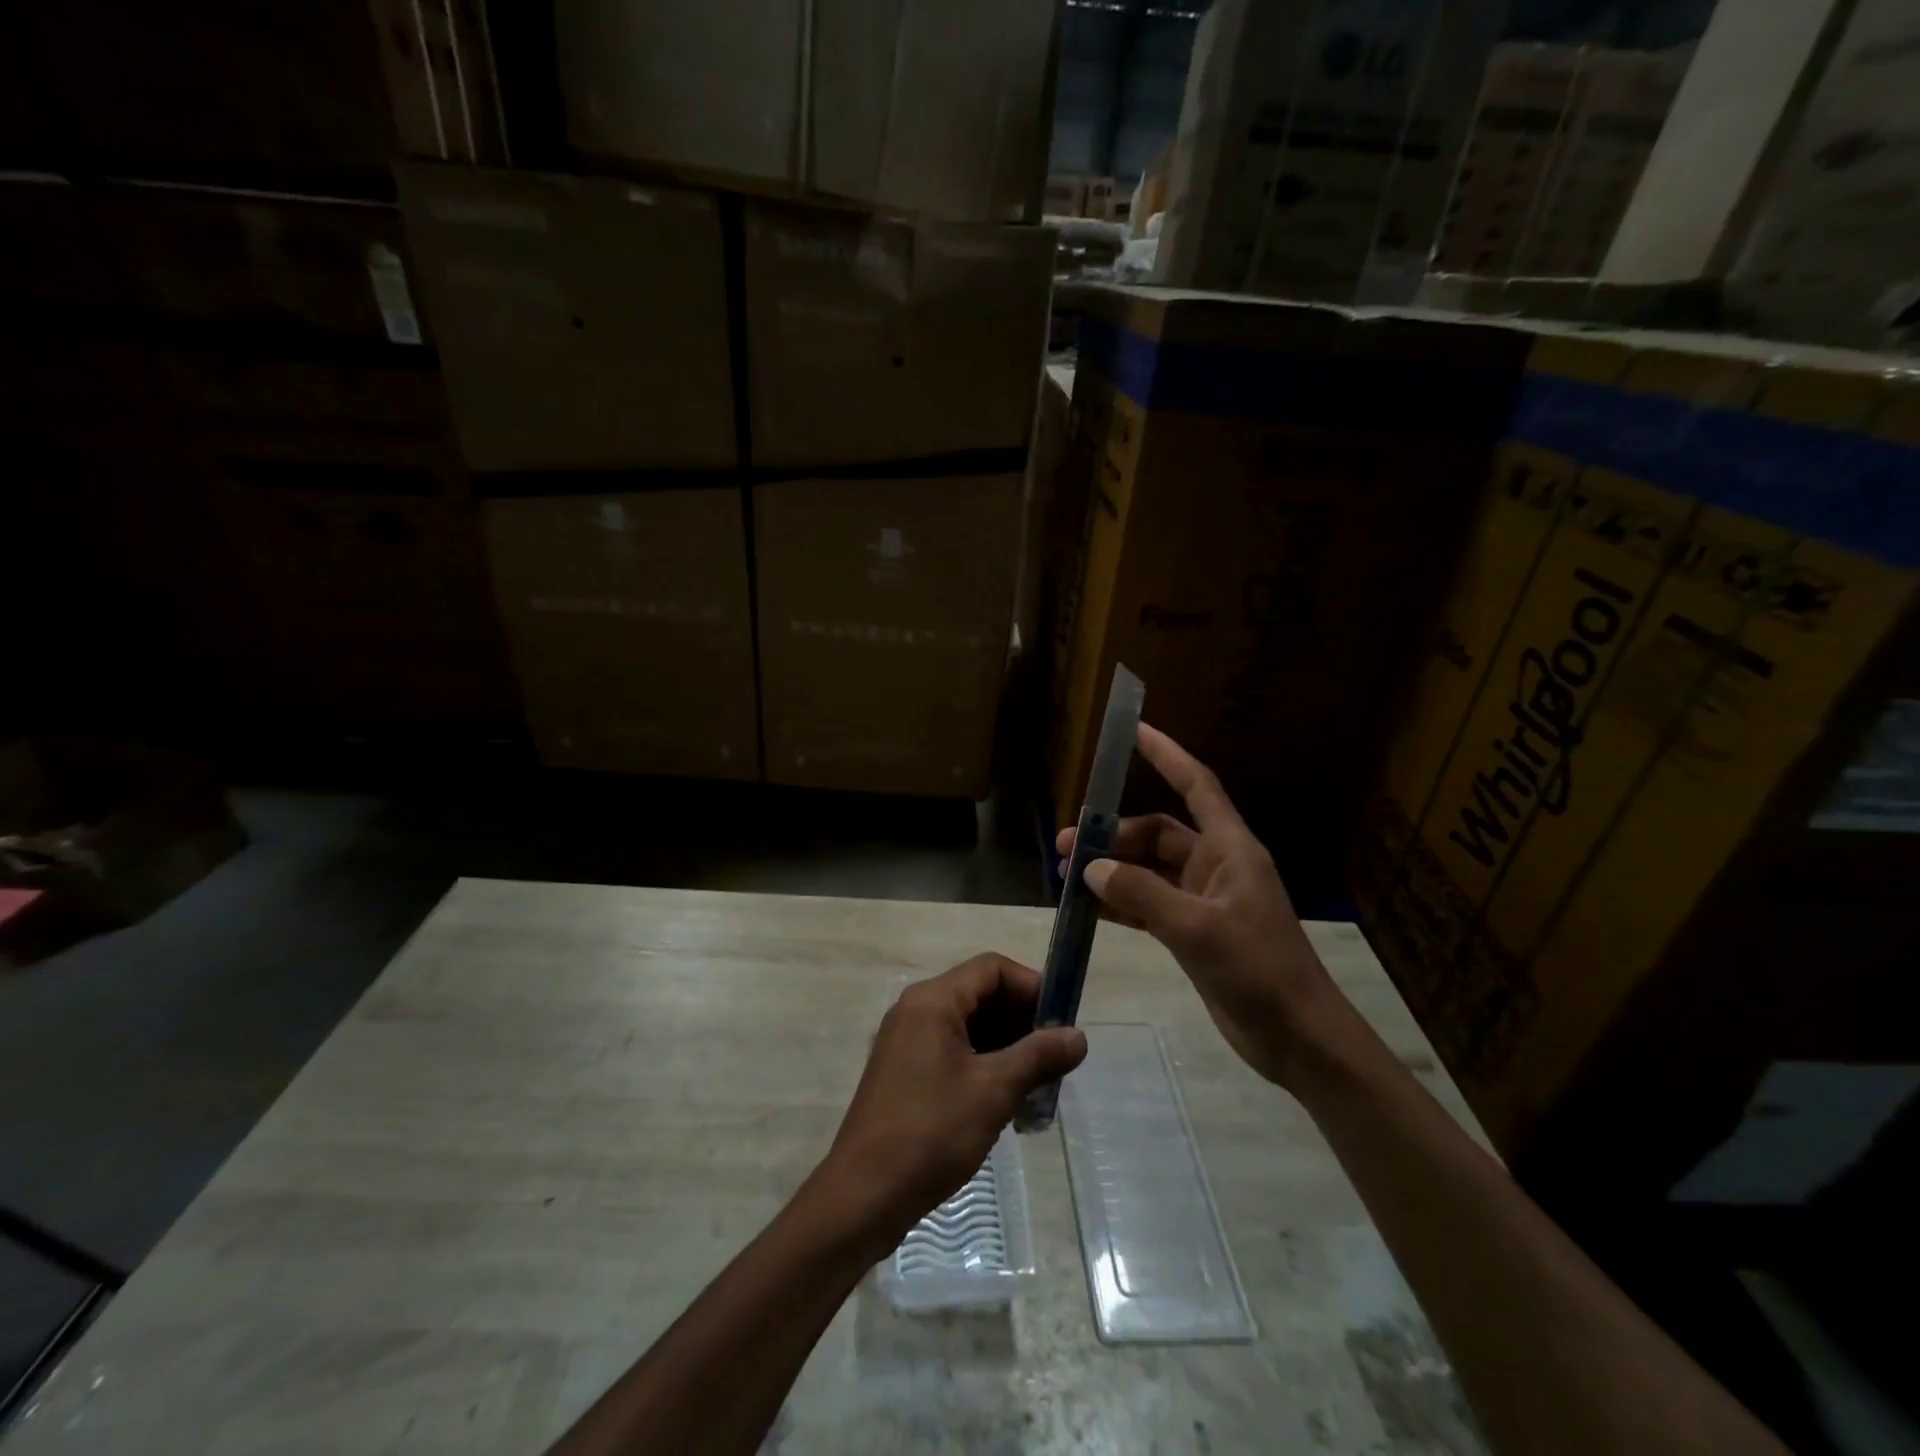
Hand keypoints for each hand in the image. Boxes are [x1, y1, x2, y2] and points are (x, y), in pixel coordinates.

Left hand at [820, 954, 1086, 1246]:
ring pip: (968, 1025)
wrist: (864, 1195)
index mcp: (933, 1001)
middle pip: (980, 994)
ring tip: (1038, 1083)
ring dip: (1005, 1046)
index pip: (991, 968)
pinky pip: (952, 1050)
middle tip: (1055, 1057)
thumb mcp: (993, 1092)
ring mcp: (907, 1041)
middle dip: (1021, 1020)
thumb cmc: (930, 1133)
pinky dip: (983, 1064)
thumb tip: (1079, 1036)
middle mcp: (916, 1010)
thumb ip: (1038, 1057)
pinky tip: (1006, 1100)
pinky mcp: (905, 1071)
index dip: (1031, 987)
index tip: (1061, 1021)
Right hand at [1057, 724, 1344, 1087]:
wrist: (1297, 1038)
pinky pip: (1148, 903)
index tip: (1133, 730)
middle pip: (1158, 833)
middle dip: (1114, 835)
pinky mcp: (1193, 931)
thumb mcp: (1197, 929)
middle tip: (1067, 846)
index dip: (1166, 755)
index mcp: (1230, 849)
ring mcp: (1203, 899)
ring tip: (1066, 876)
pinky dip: (1120, 903)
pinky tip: (1088, 908)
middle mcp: (1215, 866)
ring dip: (1112, 870)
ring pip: (1148, 870)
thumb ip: (1141, 895)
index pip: (1196, 785)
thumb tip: (1091, 868)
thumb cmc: (1259, 970)